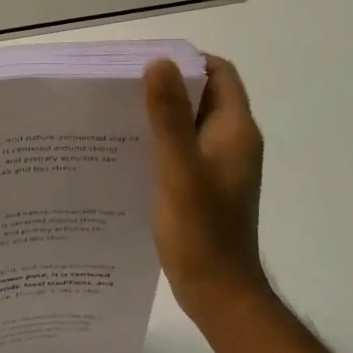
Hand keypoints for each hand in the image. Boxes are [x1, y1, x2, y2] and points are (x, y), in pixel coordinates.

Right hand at [143, 56, 270, 324]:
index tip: (146, 62)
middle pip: (202, 96)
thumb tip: (158, 62)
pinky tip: (127, 152)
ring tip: (117, 114)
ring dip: (160, 115)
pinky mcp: (205, 186)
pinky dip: (160, 143)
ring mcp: (219, 166)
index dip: (187, 61)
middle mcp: (232, 142)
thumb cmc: (201, 230)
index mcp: (235, 131)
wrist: (218, 292)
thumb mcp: (179, 169)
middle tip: (122, 86)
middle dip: (166, 86)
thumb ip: (169, 117)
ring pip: (189, 124)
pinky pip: (183, 150)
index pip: (219, 74)